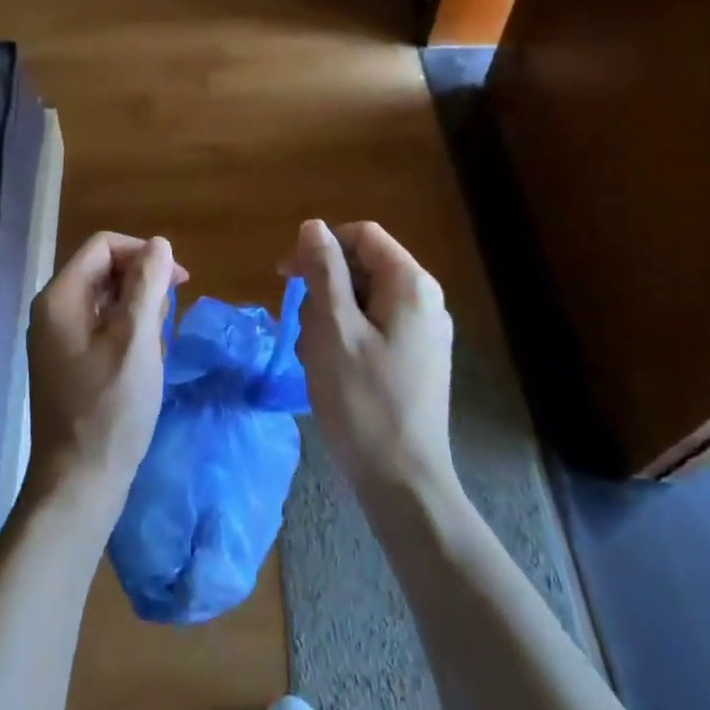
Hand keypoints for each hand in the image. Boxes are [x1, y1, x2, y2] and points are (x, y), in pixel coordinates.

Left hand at [24, 231, 184, 516]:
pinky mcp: (66, 362)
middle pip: (103, 270)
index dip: (144, 254)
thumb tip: (159, 244)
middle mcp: (51, 311)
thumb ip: (147, 285)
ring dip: (138, 312)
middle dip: (142, 284)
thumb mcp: (137, 340)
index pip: (104, 246)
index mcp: (60, 298)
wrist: (79, 482)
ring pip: (105, 300)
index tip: (179, 282)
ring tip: (157, 347)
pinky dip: (127, 334)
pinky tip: (144, 362)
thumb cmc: (110, 409)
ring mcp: (56, 339)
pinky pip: (100, 328)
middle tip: (169, 319)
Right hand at [285, 220, 455, 502]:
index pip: (362, 236)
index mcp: (411, 286)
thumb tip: (313, 226)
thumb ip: (323, 271)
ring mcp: (422, 333)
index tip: (286, 275)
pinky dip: (343, 340)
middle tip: (300, 328)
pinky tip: (329, 371)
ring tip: (314, 358)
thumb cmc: (363, 401)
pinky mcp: (414, 360)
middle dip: (322, 290)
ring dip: (328, 319)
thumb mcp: (333, 329)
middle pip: (362, 267)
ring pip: (361, 301)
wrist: (402, 483)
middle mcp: (424, 302)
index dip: (320, 246)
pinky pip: (371, 329)